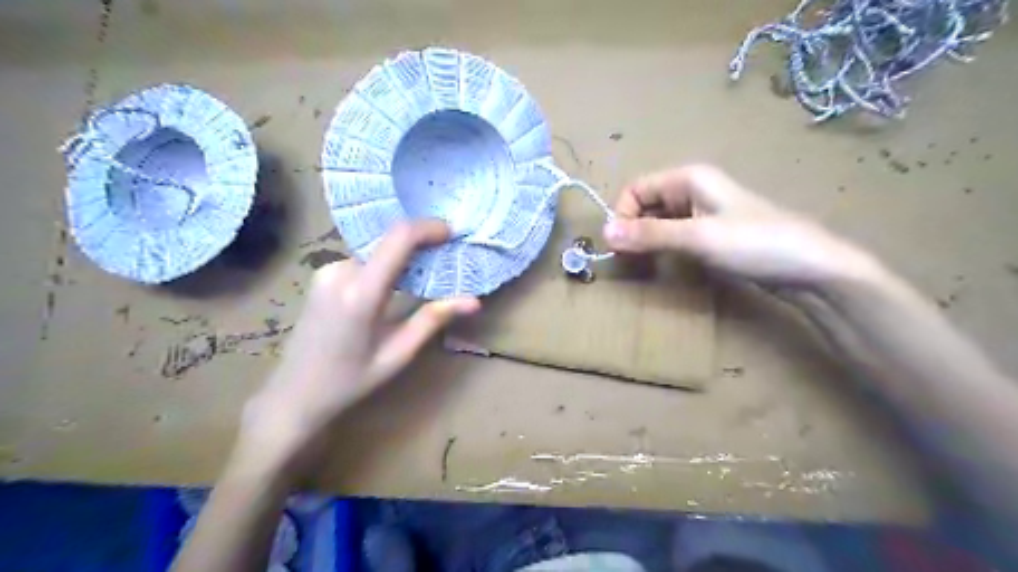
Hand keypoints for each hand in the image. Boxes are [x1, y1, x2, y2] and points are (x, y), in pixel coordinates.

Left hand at [239, 222, 482, 480]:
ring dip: (403, 258)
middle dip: (421, 245)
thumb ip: (433, 320)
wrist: (293, 394)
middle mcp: (340, 272)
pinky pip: (364, 260)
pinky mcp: (322, 276)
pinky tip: (395, 286)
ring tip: (424, 277)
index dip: (428, 228)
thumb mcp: (397, 354)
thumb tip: (474, 301)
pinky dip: (385, 265)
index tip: (451, 233)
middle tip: (445, 260)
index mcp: (361, 294)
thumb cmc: (350, 381)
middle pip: (389, 242)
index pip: (398, 239)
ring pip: (377, 252)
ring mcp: (327, 271)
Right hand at [602, 162, 874, 287]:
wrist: (811, 268)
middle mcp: (693, 189)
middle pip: (646, 204)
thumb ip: (650, 234)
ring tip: (644, 265)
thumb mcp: (698, 238)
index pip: (636, 189)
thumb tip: (604, 233)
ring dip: (647, 240)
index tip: (620, 246)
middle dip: (633, 229)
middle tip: (629, 260)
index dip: (623, 215)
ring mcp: (703, 212)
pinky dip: (663, 247)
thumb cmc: (755, 243)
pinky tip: (665, 264)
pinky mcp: (711, 233)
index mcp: (689, 178)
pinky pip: (675, 235)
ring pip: (659, 221)